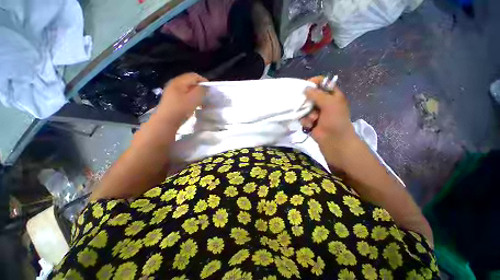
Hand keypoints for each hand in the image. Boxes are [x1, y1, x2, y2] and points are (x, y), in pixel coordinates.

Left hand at [157, 73, 207, 126]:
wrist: (166, 121)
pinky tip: (194, 105)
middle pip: (190, 82)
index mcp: (179, 81)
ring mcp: (172, 92)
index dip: (203, 81)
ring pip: (188, 89)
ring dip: (196, 94)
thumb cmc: (181, 109)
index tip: (210, 90)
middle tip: (206, 96)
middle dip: (200, 88)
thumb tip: (205, 87)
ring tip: (202, 102)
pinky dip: (191, 98)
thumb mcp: (194, 99)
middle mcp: (174, 84)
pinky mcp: (173, 99)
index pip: (194, 76)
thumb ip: (201, 90)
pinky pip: (185, 95)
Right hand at [300, 76, 356, 146]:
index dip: (314, 83)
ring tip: (313, 120)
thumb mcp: (330, 104)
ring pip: (305, 107)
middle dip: (308, 101)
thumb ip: (317, 94)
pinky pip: (303, 117)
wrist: (333, 140)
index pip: (322, 83)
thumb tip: (305, 88)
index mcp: (332, 95)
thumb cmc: (335, 120)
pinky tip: (310, 125)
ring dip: (307, 114)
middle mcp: (323, 102)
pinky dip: (305, 121)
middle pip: (311, 96)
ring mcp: (316, 112)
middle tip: (307, 105)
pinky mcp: (310, 121)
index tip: (306, 85)